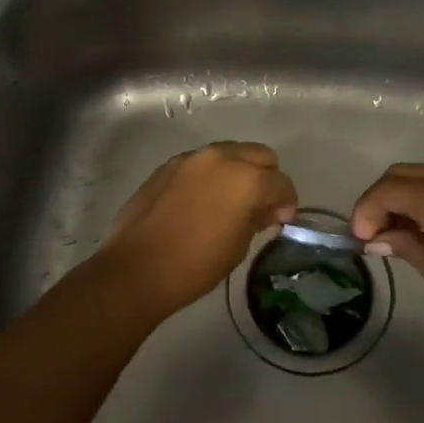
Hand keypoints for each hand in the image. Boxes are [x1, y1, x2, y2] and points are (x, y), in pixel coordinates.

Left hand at [93, 142, 297, 318]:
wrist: (136, 269)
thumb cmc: (195, 265)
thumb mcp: (238, 246)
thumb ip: (257, 218)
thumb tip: (267, 209)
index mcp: (246, 179)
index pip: (281, 183)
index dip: (287, 203)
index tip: (280, 221)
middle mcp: (221, 158)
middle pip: (260, 155)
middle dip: (266, 178)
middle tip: (260, 206)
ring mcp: (191, 158)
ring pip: (230, 153)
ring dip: (238, 171)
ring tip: (230, 201)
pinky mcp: (168, 165)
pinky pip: (202, 162)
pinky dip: (211, 175)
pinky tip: (202, 201)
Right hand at [349, 163, 423, 340]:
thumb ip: (405, 247)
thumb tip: (375, 240)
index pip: (387, 191)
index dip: (365, 211)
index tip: (359, 240)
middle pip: (401, 174)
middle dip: (379, 199)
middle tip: (371, 233)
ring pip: (421, 176)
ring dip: (400, 197)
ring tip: (394, 234)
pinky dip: (422, 198)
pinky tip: (421, 228)